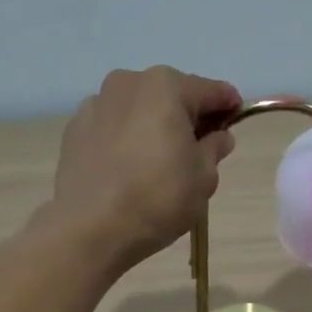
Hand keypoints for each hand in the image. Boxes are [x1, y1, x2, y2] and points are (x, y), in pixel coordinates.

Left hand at [50, 66, 239, 270]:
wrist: (90, 228)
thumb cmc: (158, 198)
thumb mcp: (203, 177)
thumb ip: (214, 149)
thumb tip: (218, 136)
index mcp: (166, 87)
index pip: (210, 90)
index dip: (228, 105)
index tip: (237, 120)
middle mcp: (128, 83)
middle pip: (170, 95)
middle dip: (187, 116)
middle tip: (198, 148)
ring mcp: (96, 104)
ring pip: (138, 109)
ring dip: (153, 126)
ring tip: (158, 161)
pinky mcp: (74, 129)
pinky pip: (112, 127)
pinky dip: (125, 139)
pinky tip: (128, 168)